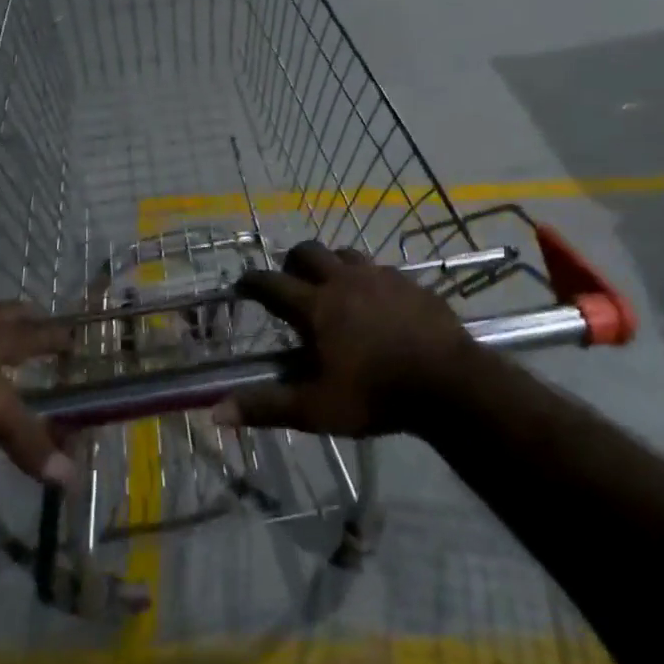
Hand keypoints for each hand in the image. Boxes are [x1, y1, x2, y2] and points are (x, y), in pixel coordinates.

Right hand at [221, 241, 481, 436]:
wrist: (449, 382)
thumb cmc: (376, 395)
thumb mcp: (315, 409)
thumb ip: (266, 406)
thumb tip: (214, 412)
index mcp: (316, 306)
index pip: (272, 283)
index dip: (252, 281)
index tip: (242, 283)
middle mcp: (344, 280)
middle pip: (308, 252)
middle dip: (292, 261)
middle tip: (290, 280)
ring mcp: (380, 277)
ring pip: (346, 254)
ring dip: (332, 264)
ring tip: (333, 286)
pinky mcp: (411, 282)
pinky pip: (381, 269)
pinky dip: (369, 278)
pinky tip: (377, 299)